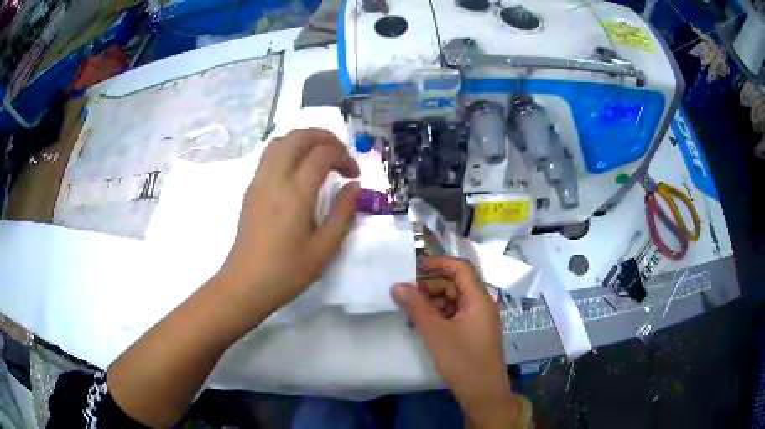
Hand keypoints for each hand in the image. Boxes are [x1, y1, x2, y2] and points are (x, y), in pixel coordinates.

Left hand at [219, 129, 360, 322]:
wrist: (246, 283)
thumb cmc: (287, 271)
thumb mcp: (324, 249)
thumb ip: (343, 213)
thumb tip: (354, 186)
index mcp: (295, 193)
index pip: (322, 154)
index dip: (344, 157)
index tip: (354, 175)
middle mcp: (274, 178)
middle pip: (299, 137)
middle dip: (325, 137)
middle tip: (340, 155)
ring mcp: (259, 181)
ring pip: (281, 141)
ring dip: (304, 140)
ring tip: (321, 157)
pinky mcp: (251, 188)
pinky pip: (270, 155)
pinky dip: (289, 150)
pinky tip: (299, 171)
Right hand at [391, 257, 519, 426]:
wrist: (483, 392)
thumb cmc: (461, 360)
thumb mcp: (435, 332)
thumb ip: (416, 306)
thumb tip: (397, 285)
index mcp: (479, 299)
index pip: (461, 267)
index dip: (439, 263)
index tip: (415, 268)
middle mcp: (483, 305)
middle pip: (458, 283)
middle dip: (432, 285)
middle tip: (407, 294)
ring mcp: (481, 319)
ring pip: (457, 300)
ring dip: (435, 301)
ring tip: (412, 312)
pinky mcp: (477, 332)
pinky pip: (458, 314)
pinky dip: (442, 315)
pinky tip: (425, 325)